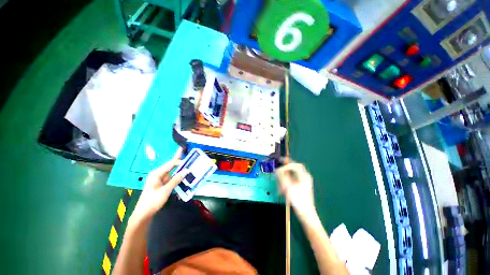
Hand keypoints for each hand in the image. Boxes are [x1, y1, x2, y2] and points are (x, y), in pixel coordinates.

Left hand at [131, 148, 188, 223]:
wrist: (144, 214)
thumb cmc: (152, 201)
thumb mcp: (165, 190)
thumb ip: (176, 180)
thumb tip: (186, 170)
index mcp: (157, 174)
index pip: (170, 163)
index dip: (178, 158)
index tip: (184, 152)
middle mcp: (158, 174)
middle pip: (171, 166)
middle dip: (179, 161)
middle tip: (188, 157)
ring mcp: (160, 179)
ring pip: (172, 172)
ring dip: (180, 169)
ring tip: (189, 165)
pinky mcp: (162, 184)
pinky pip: (172, 178)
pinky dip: (178, 176)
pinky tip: (184, 175)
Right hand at [276, 162, 316, 220]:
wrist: (306, 214)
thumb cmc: (298, 200)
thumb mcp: (288, 188)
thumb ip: (282, 177)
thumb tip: (277, 170)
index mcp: (304, 176)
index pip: (295, 165)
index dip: (286, 165)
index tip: (279, 169)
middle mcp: (305, 176)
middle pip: (296, 166)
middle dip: (287, 164)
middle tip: (280, 162)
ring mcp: (304, 181)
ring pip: (295, 172)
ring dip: (287, 172)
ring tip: (280, 173)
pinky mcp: (302, 185)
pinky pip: (295, 177)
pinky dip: (288, 177)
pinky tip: (284, 182)